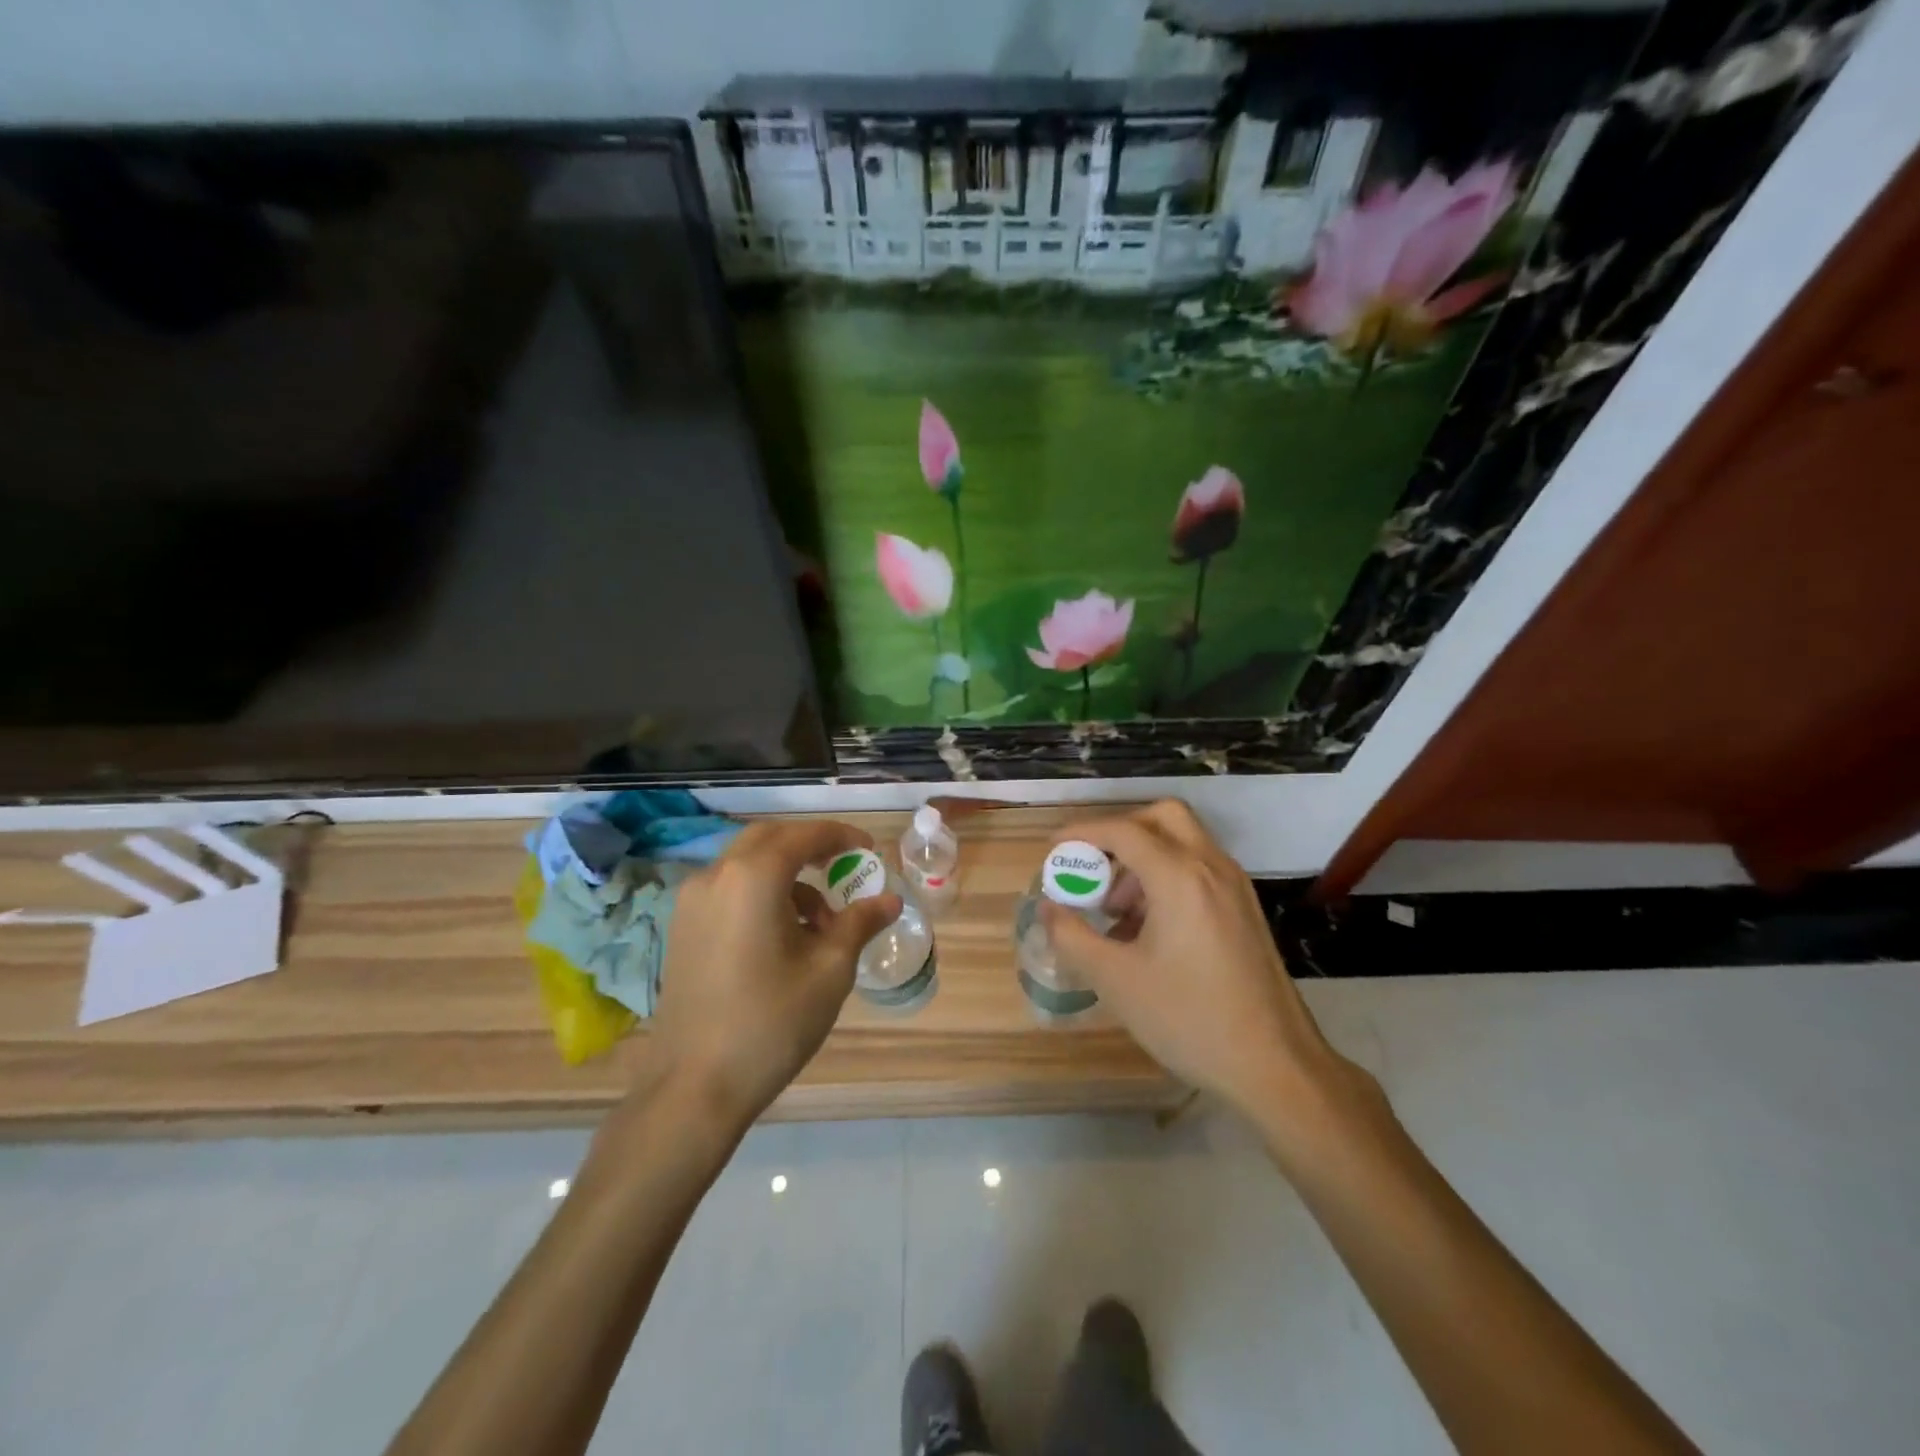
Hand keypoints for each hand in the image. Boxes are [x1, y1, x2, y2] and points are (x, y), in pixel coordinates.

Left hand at [649, 819, 900, 1128]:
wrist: (693, 1087)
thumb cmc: (772, 1022)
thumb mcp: (830, 970)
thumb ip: (859, 922)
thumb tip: (889, 899)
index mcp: (752, 877)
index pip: (803, 835)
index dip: (841, 837)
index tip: (869, 851)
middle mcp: (715, 876)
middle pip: (769, 840)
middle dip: (810, 847)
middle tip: (844, 868)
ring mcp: (691, 903)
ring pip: (746, 865)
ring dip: (787, 875)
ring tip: (821, 922)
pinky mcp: (681, 929)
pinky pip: (729, 890)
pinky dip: (761, 894)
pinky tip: (784, 938)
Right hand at [1041, 800, 1368, 1131]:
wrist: (1276, 1066)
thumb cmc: (1190, 1019)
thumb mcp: (1116, 980)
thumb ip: (1072, 936)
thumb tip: (1047, 907)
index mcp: (1180, 877)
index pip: (1123, 830)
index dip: (1082, 832)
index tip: (1053, 849)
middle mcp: (1212, 867)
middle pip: (1162, 817)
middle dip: (1120, 832)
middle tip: (1093, 868)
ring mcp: (1234, 887)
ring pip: (1183, 843)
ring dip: (1143, 859)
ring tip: (1115, 912)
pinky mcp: (1244, 909)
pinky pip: (1199, 870)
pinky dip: (1167, 878)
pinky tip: (1147, 930)